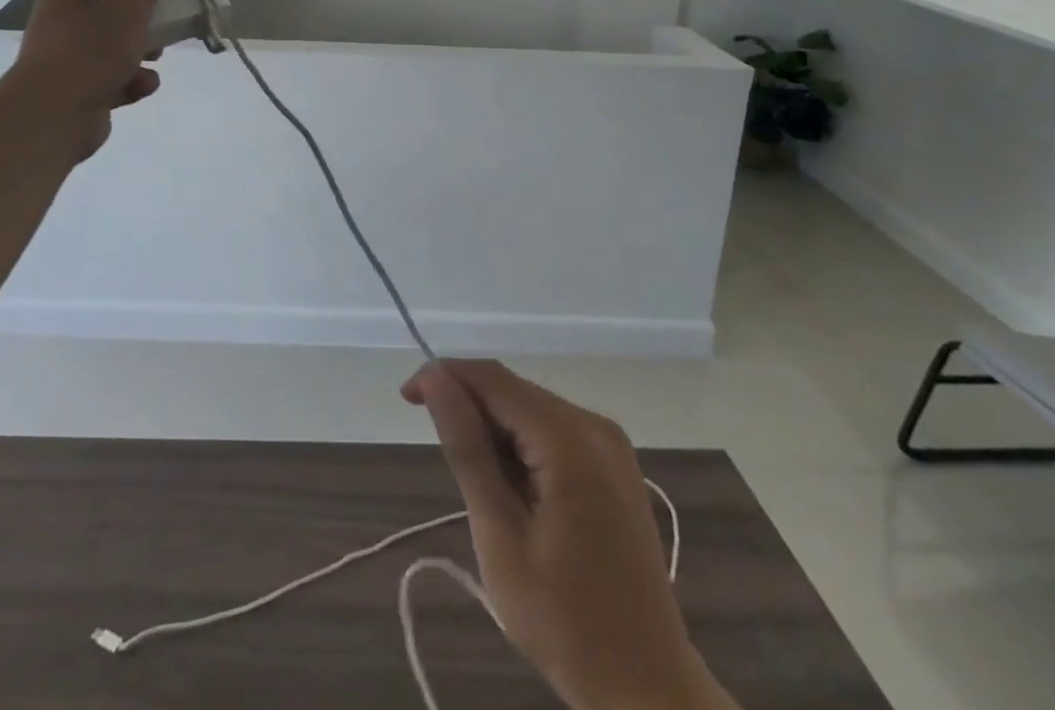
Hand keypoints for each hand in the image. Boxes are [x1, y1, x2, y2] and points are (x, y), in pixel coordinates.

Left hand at [2, 0, 166, 162]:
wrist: (56, 112)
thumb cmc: (91, 50)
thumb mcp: (126, 9)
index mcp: (63, 2)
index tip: (151, 6)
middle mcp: (57, 31)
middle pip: (105, 25)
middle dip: (137, 32)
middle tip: (159, 36)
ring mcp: (63, 67)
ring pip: (108, 57)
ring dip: (136, 61)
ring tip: (156, 63)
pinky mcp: (73, 99)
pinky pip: (107, 85)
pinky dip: (127, 85)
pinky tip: (142, 89)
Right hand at [403, 359, 723, 709]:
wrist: (648, 690)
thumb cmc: (564, 621)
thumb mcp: (499, 536)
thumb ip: (467, 449)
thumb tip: (434, 379)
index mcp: (570, 438)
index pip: (492, 379)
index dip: (445, 376)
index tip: (406, 398)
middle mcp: (595, 425)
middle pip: (514, 391)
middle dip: (470, 410)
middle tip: (444, 464)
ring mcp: (610, 444)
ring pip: (531, 410)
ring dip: (495, 433)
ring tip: (481, 491)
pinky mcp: (615, 465)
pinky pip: (554, 432)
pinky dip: (523, 448)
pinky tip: (515, 493)